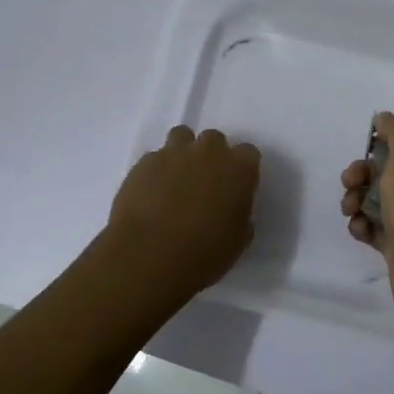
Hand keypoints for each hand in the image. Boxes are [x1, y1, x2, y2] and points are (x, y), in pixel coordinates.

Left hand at [102, 126, 260, 304]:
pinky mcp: (144, 162)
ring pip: (182, 137)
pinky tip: (151, 193)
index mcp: (239, 168)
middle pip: (214, 139)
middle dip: (211, 156)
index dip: (241, 169)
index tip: (235, 187)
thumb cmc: (203, 253)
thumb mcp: (237, 241)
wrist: (149, 256)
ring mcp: (173, 153)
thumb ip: (240, 215)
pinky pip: (155, 157)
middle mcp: (208, 152)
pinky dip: (156, 170)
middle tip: (204, 184)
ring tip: (176, 180)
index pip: (248, 153)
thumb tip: (231, 209)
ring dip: (183, 153)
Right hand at [340, 112, 393, 330]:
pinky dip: (362, 225)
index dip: (387, 137)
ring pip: (376, 196)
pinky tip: (360, 231)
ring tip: (350, 211)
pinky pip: (374, 226)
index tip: (367, 144)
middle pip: (387, 167)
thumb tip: (384, 118)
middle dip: (362, 171)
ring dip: (356, 198)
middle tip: (350, 182)